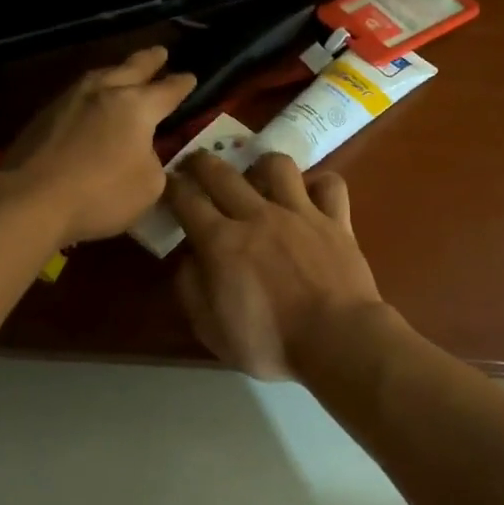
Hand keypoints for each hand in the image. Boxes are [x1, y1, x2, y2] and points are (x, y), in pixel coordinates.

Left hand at [0, 46, 195, 246]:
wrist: (30, 200)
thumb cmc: (101, 193)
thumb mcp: (150, 185)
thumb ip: (154, 162)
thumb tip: (143, 153)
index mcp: (137, 106)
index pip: (167, 90)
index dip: (182, 84)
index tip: (191, 77)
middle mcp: (104, 92)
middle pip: (131, 68)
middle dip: (149, 60)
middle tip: (160, 52)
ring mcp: (69, 100)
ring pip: (100, 77)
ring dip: (117, 72)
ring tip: (123, 72)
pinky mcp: (43, 116)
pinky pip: (78, 95)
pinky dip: (92, 94)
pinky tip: (91, 103)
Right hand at [166, 151, 384, 379]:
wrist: (337, 339)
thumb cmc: (270, 342)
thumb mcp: (211, 330)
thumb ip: (191, 289)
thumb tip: (188, 260)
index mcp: (221, 242)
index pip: (186, 199)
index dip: (171, 187)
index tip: (166, 185)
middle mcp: (258, 216)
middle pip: (222, 173)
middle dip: (202, 162)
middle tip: (196, 165)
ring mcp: (300, 213)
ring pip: (277, 165)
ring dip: (262, 165)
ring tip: (259, 177)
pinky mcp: (336, 220)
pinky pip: (330, 185)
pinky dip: (319, 185)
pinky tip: (312, 196)